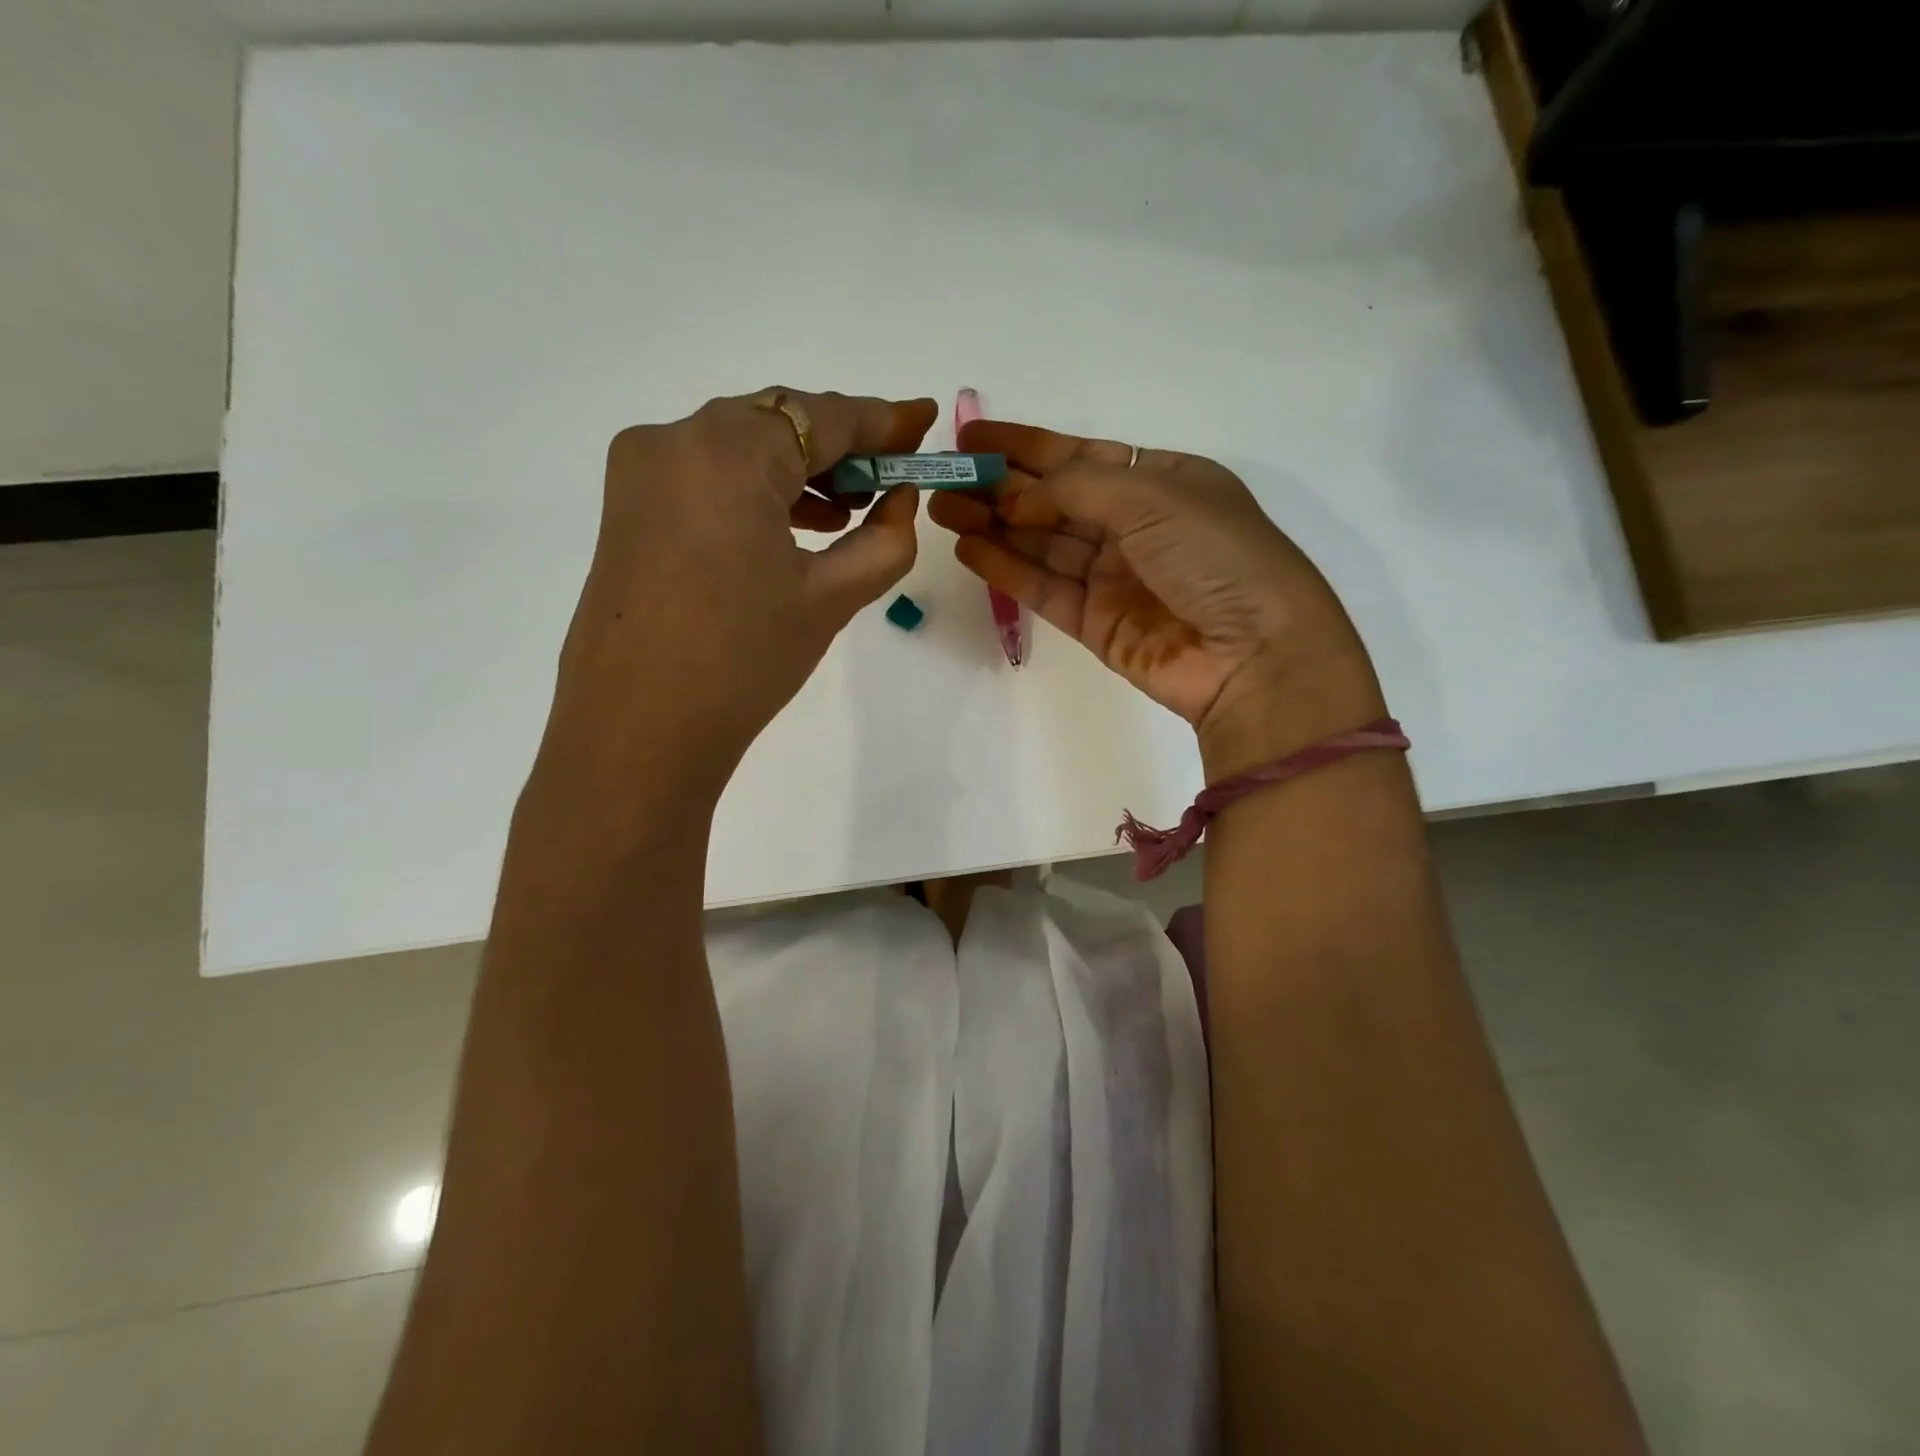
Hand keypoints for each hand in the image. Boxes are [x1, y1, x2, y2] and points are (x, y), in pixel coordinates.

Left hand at [538, 389, 937, 812]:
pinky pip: (707, 476)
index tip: (925, 421)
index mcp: (727, 450)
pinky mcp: (629, 507)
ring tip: (851, 509)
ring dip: (799, 470)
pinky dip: (756, 490)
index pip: (822, 416)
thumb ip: (884, 539)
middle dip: (840, 447)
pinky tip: (795, 524)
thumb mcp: (830, 599)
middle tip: (892, 476)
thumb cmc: (744, 661)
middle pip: (778, 423)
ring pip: (740, 447)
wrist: (640, 731)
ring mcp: (642, 471)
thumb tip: (901, 500)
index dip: (883, 420)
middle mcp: (674, 438)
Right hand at [928, 421, 1382, 776]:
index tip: (972, 437)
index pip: (1080, 456)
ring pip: (1040, 544)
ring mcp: (1113, 577)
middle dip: (998, 488)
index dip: (1025, 446)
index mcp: (1161, 481)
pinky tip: (967, 550)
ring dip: (991, 526)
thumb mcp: (1153, 495)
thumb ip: (1075, 486)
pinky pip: (1042, 588)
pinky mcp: (1095, 623)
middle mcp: (1135, 526)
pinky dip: (1005, 570)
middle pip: (1053, 500)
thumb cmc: (1216, 556)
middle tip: (943, 478)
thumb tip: (1015, 495)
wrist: (1253, 655)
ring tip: (939, 509)